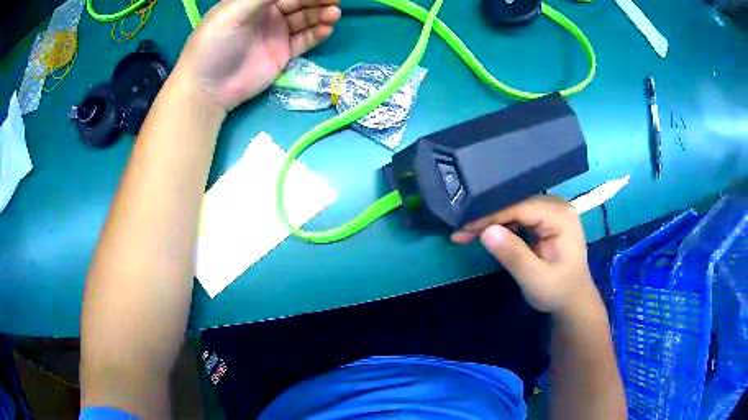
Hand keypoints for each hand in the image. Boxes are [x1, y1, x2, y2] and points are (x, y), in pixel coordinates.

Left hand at [174, 0, 341, 111]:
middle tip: (335, 1)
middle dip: (318, 0)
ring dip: (321, 15)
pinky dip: (316, 34)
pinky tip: (326, 30)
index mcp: (253, 2)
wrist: (207, 89)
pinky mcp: (282, 54)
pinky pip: (304, 41)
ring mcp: (275, 34)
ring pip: (305, 20)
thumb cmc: (214, 44)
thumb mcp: (234, 12)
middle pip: (299, 3)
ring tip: (334, 15)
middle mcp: (267, 15)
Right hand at [452, 196, 594, 313]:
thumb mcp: (535, 279)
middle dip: (488, 217)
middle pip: (516, 204)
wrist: (572, 299)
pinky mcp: (544, 218)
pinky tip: (485, 234)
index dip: (491, 215)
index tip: (464, 228)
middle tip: (461, 232)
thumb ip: (514, 255)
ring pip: (514, 208)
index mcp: (560, 216)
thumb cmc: (557, 291)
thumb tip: (486, 231)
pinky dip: (501, 225)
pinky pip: (518, 215)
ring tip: (467, 234)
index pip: (520, 207)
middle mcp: (556, 205)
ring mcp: (551, 210)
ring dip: (491, 221)